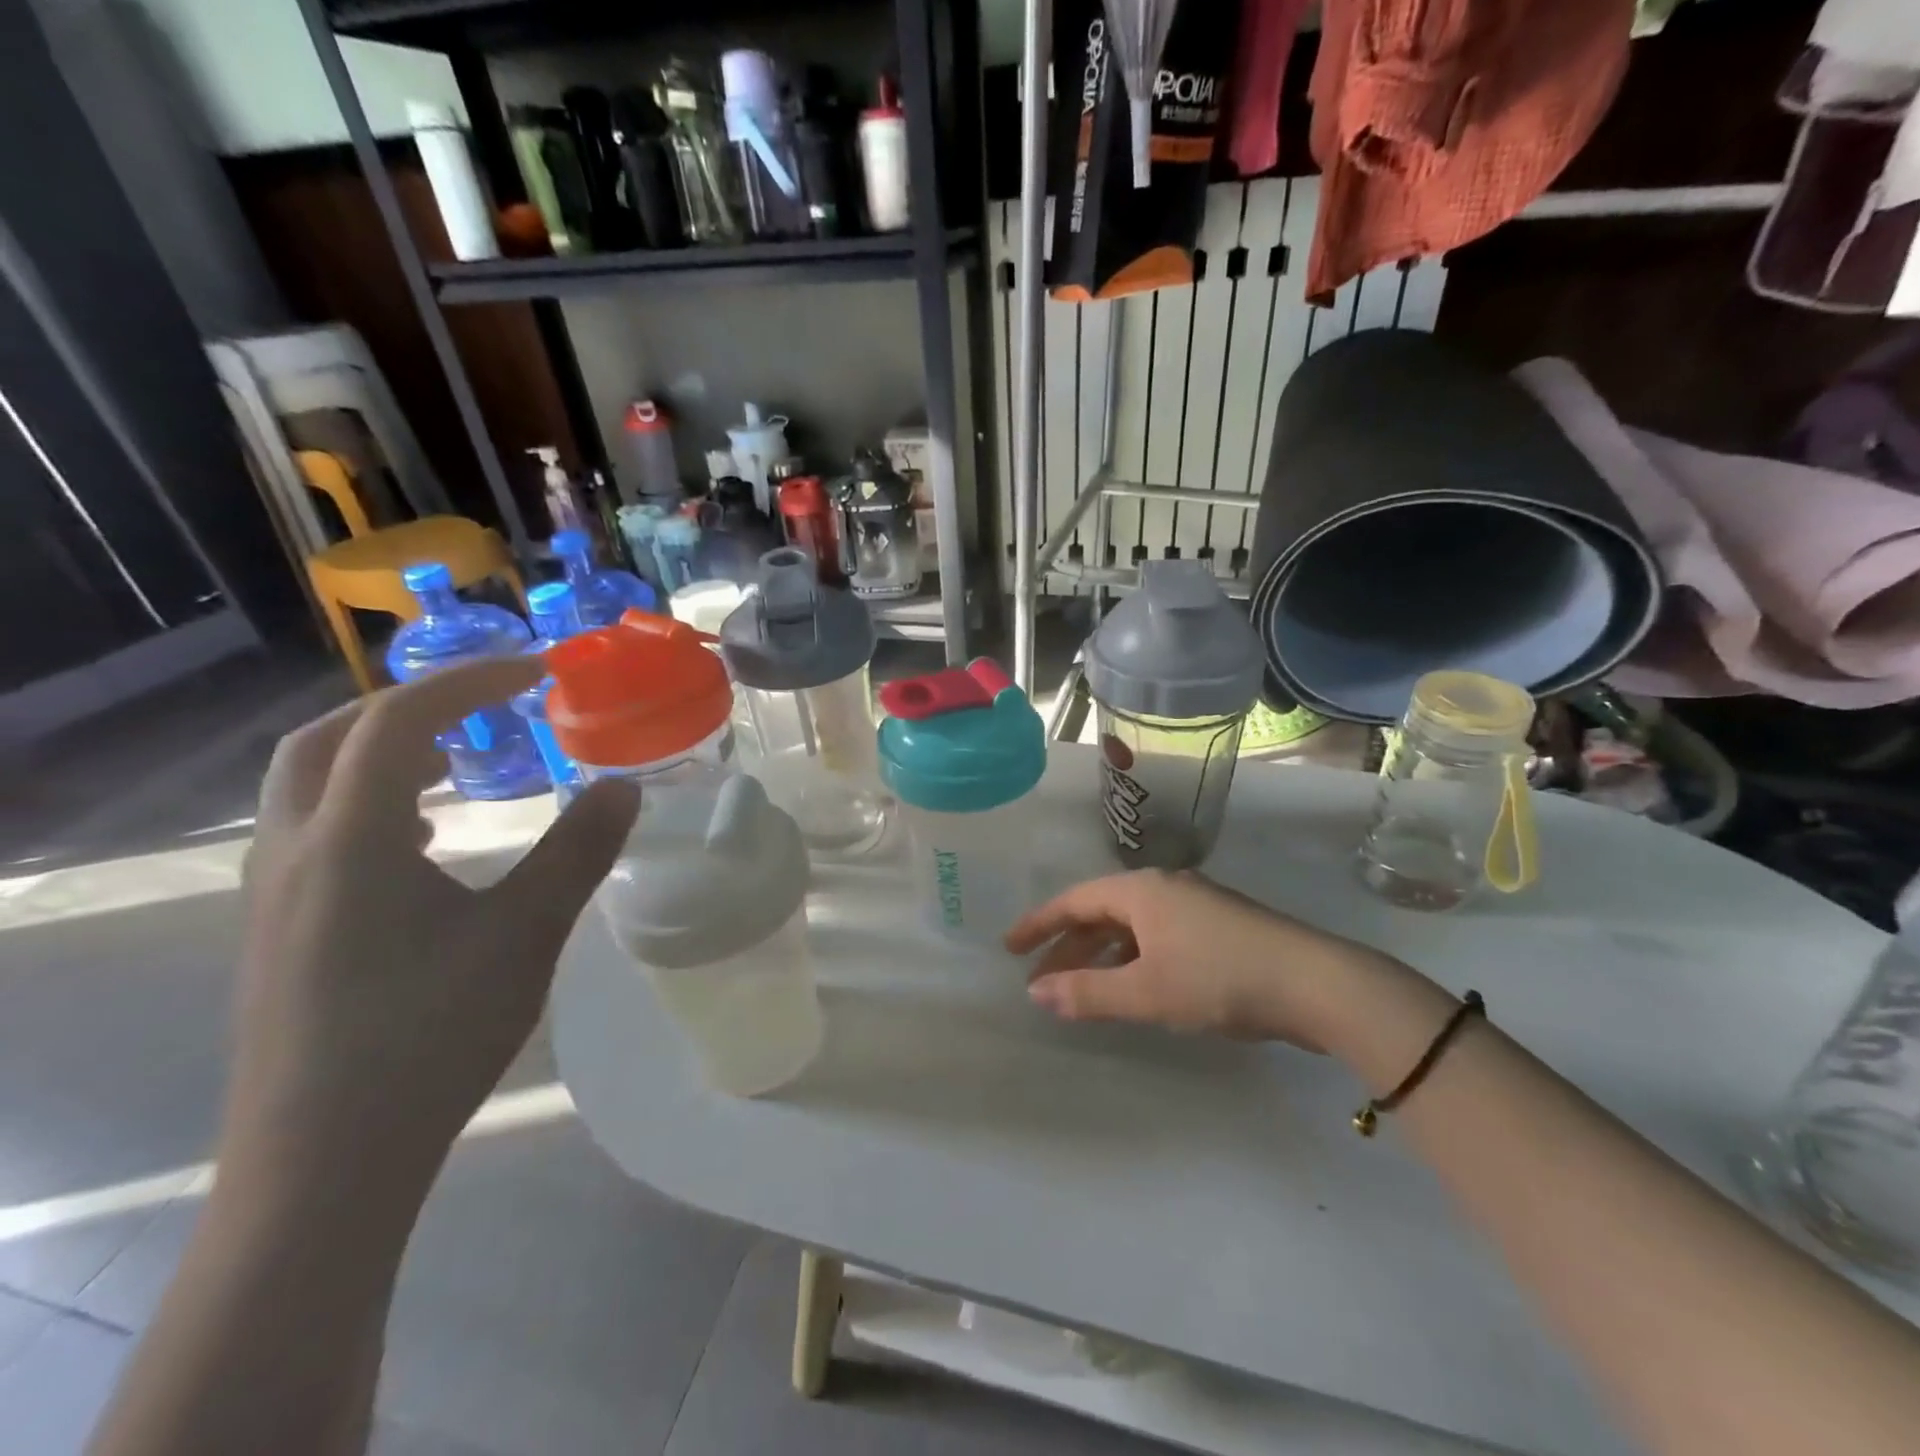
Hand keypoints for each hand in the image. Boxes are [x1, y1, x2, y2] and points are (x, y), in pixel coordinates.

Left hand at [227, 659, 638, 1198]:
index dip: (471, 681)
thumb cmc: (430, 1035)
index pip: (401, 720)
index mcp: (351, 838)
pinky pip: (315, 832)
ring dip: (384, 752)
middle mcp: (295, 851)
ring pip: (311, 785)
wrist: (323, 1163)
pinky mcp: (278, 933)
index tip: (538, 672)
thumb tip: (624, 788)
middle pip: (330, 737)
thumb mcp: (525, 934)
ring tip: (460, 763)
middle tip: (486, 706)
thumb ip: (577, 851)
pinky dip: (369, 804)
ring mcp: (275, 895)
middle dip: (412, 704)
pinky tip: (425, 845)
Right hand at [1005, 869, 1396, 1047]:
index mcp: (1141, 891)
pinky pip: (1156, 938)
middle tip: (1038, 978)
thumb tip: (1037, 993)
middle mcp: (1163, 889)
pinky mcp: (1218, 929)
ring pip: (1130, 928)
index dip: (1039, 924)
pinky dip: (1131, 960)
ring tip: (1077, 988)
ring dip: (1099, 956)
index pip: (1074, 901)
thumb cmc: (1219, 978)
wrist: (1315, 982)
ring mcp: (1194, 907)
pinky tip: (1132, 986)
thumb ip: (1088, 993)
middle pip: (1100, 912)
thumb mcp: (1146, 990)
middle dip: (1066, 945)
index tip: (1010, 947)